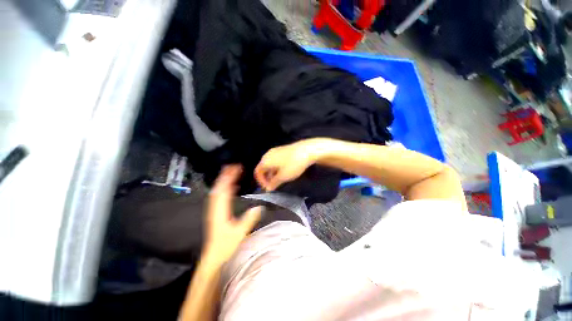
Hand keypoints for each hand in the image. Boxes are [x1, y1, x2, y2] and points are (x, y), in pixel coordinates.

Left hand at [204, 165, 261, 261]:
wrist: (213, 257)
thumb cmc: (226, 246)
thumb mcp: (239, 233)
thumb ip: (249, 219)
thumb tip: (259, 207)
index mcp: (220, 211)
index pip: (224, 190)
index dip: (229, 178)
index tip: (236, 169)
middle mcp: (215, 208)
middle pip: (219, 188)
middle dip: (225, 176)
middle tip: (233, 166)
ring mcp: (214, 211)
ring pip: (217, 191)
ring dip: (223, 181)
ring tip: (231, 173)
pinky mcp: (215, 214)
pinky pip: (219, 197)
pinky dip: (224, 189)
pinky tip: (229, 187)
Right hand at [255, 139, 325, 190]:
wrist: (306, 150)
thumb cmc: (293, 165)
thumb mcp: (283, 177)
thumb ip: (273, 183)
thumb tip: (267, 189)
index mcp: (265, 161)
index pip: (257, 172)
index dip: (261, 181)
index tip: (268, 188)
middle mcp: (268, 154)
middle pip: (263, 167)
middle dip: (266, 177)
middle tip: (273, 185)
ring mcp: (275, 150)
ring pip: (269, 163)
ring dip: (272, 173)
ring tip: (279, 179)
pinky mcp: (282, 149)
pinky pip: (275, 160)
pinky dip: (276, 167)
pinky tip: (284, 171)